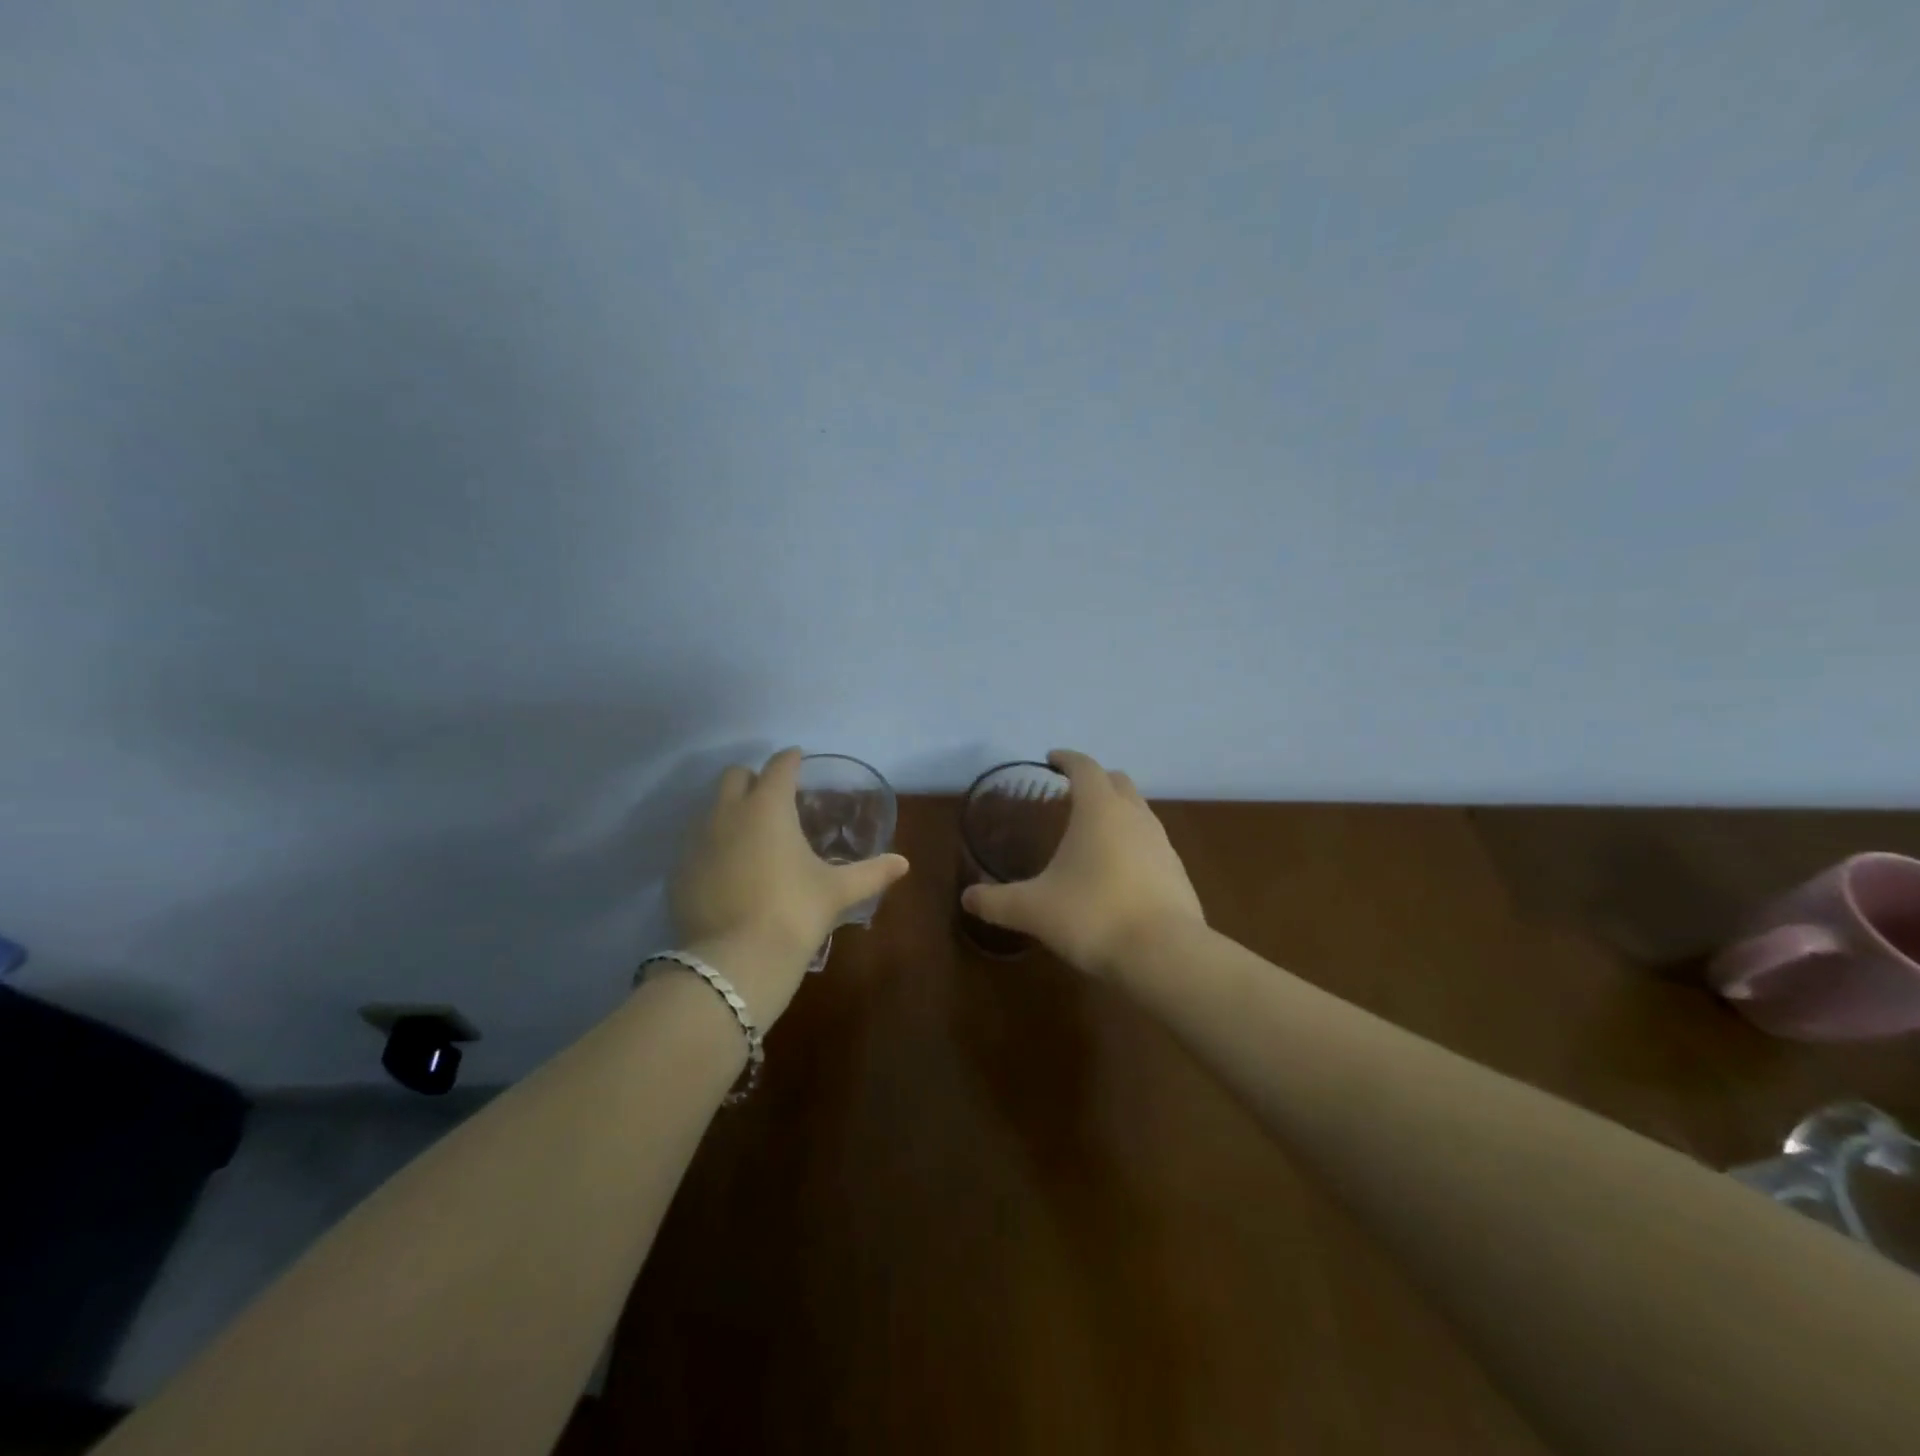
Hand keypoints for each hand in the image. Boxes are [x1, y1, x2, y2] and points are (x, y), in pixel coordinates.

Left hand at [669, 747, 909, 1024]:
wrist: (735, 961)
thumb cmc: (794, 912)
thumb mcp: (837, 891)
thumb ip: (871, 873)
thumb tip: (903, 863)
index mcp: (768, 806)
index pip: (779, 766)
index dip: (791, 760)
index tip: (798, 761)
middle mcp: (727, 812)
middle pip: (735, 776)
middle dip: (754, 779)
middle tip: (774, 799)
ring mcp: (696, 841)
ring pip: (710, 808)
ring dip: (730, 811)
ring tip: (752, 836)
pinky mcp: (678, 871)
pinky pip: (695, 844)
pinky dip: (713, 846)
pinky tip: (729, 871)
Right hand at [961, 749, 1204, 977]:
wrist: (1165, 956)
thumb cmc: (1093, 916)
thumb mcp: (1033, 910)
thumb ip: (997, 902)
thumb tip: (967, 898)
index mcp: (1099, 809)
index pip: (1085, 767)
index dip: (1067, 759)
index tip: (1051, 759)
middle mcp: (1135, 816)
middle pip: (1117, 782)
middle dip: (1095, 781)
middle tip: (1070, 796)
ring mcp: (1162, 843)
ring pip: (1138, 811)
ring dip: (1116, 812)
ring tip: (1091, 834)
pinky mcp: (1177, 872)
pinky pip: (1151, 843)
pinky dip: (1132, 843)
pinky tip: (1116, 872)